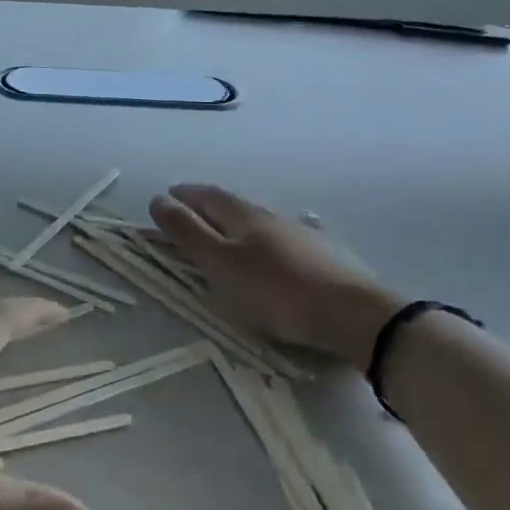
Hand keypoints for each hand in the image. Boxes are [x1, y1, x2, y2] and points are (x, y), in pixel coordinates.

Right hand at [148, 184, 400, 365]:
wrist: (352, 314)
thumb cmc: (274, 289)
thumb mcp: (219, 263)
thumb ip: (188, 232)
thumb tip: (158, 199)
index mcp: (243, 214)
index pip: (206, 194)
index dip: (183, 195)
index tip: (165, 198)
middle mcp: (271, 216)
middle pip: (231, 204)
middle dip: (206, 206)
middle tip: (187, 215)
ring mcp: (299, 234)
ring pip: (257, 222)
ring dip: (233, 224)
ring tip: (221, 235)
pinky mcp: (320, 256)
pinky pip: (278, 240)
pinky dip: (259, 241)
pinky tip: (267, 252)